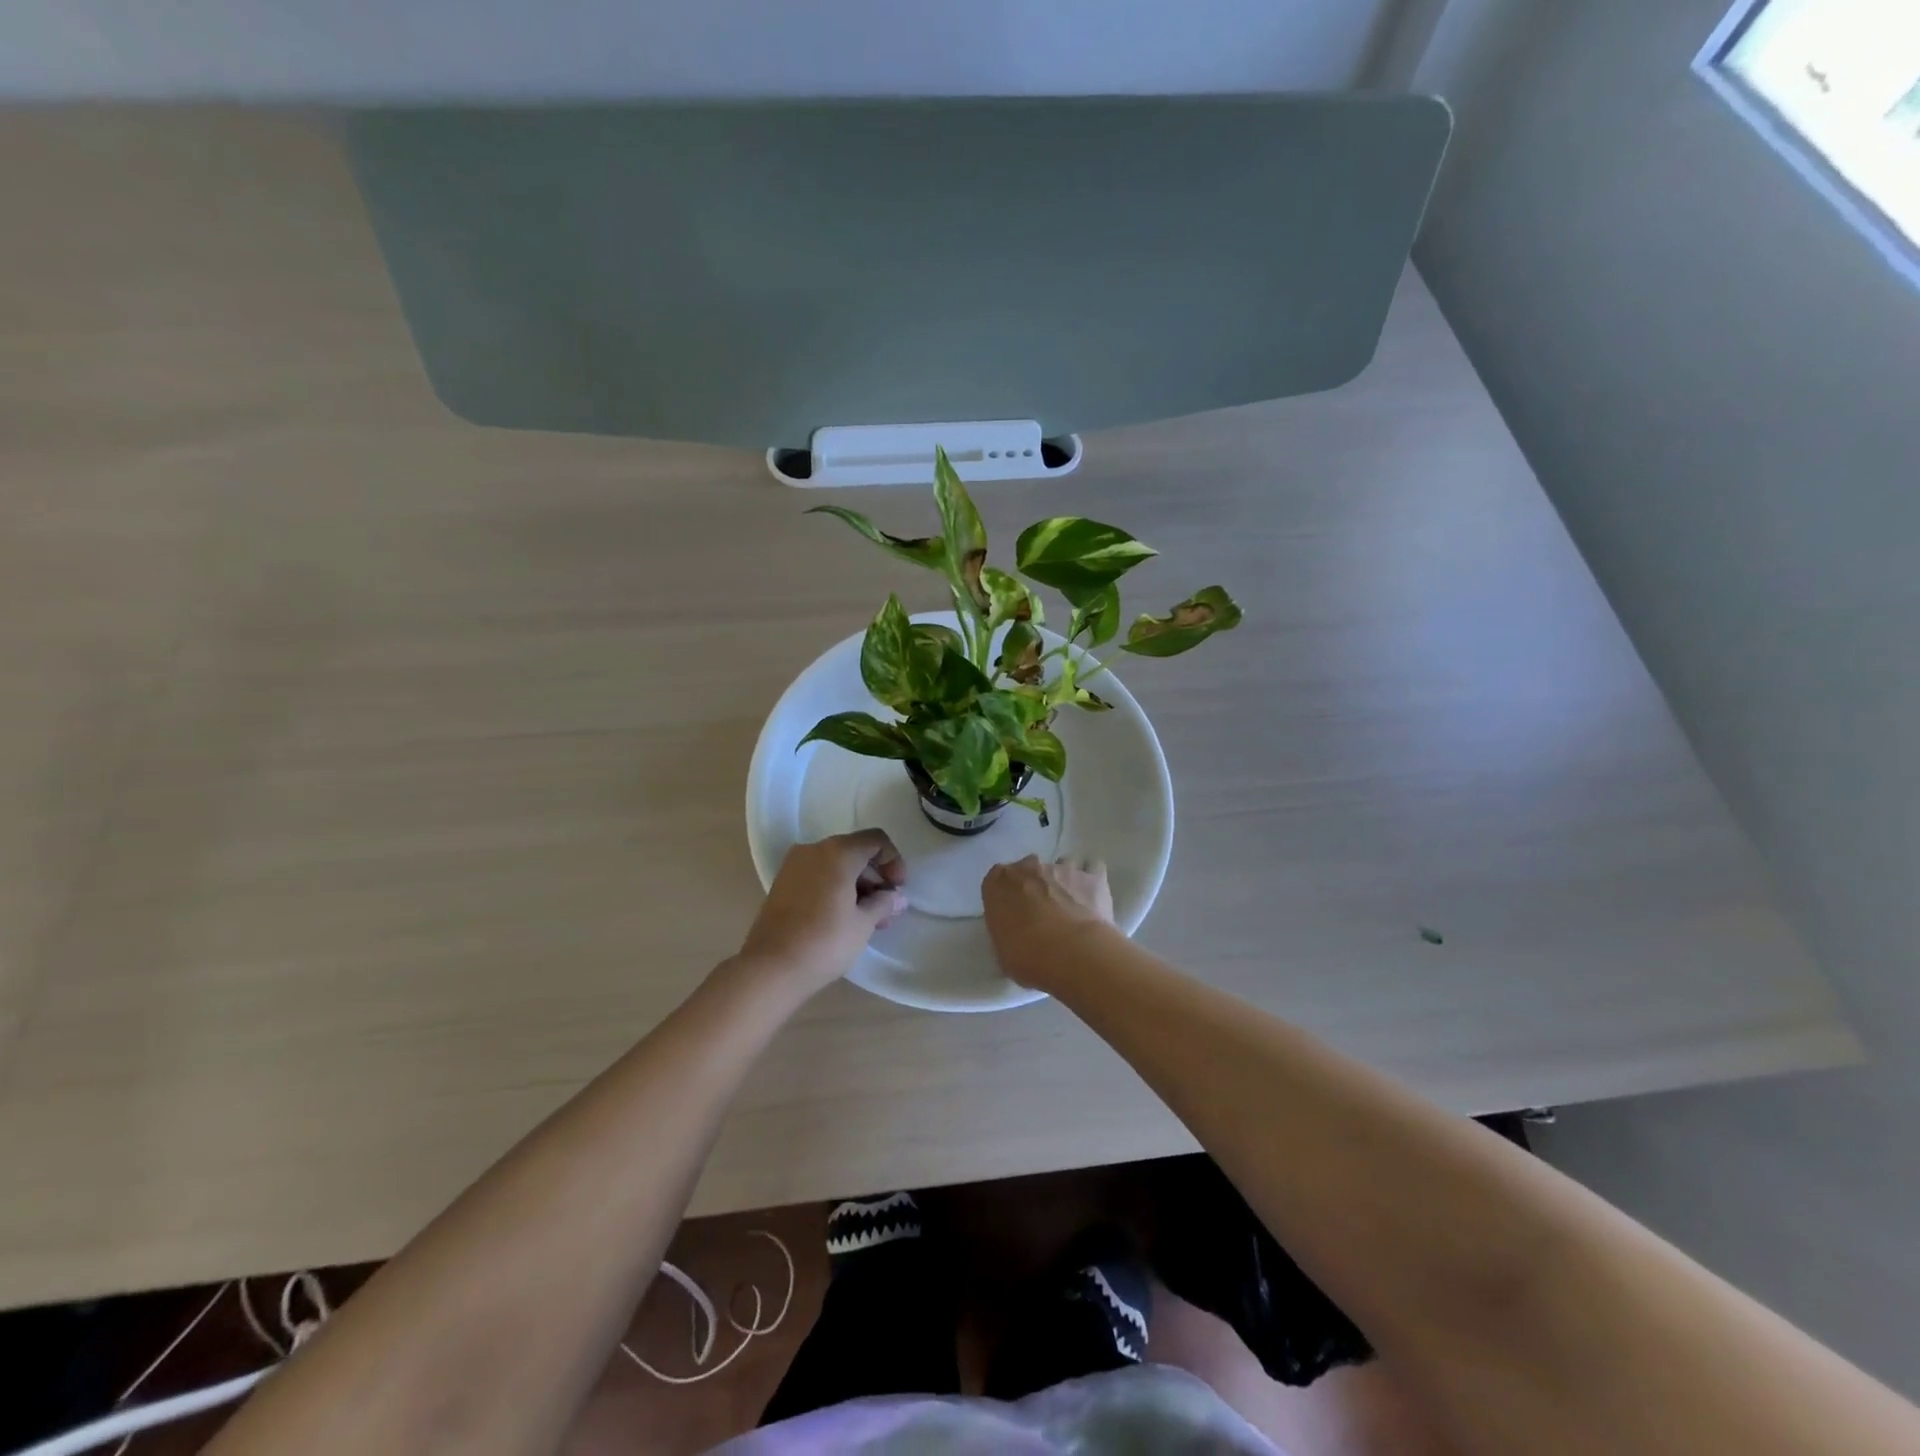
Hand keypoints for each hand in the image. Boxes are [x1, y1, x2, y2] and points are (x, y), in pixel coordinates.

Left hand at [735, 830, 907, 995]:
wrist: (770, 968)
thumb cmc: (824, 942)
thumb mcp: (863, 923)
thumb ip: (883, 903)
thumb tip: (896, 897)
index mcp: (838, 852)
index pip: (875, 840)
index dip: (893, 861)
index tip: (898, 889)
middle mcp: (814, 850)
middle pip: (855, 851)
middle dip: (875, 876)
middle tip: (887, 908)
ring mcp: (794, 866)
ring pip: (835, 865)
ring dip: (857, 885)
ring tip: (868, 919)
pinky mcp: (782, 884)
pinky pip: (818, 876)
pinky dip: (836, 888)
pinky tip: (844, 917)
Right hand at [981, 855, 1114, 989]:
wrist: (1072, 954)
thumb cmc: (1028, 956)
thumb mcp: (1002, 952)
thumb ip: (1006, 932)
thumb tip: (1016, 934)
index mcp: (999, 882)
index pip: (997, 879)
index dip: (1006, 895)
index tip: (1013, 913)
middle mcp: (1029, 867)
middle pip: (1029, 869)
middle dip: (1034, 885)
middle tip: (1042, 912)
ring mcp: (1063, 868)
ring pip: (1062, 866)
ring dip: (1064, 882)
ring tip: (1071, 907)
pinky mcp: (1092, 877)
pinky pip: (1093, 869)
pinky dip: (1092, 880)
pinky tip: (1093, 900)